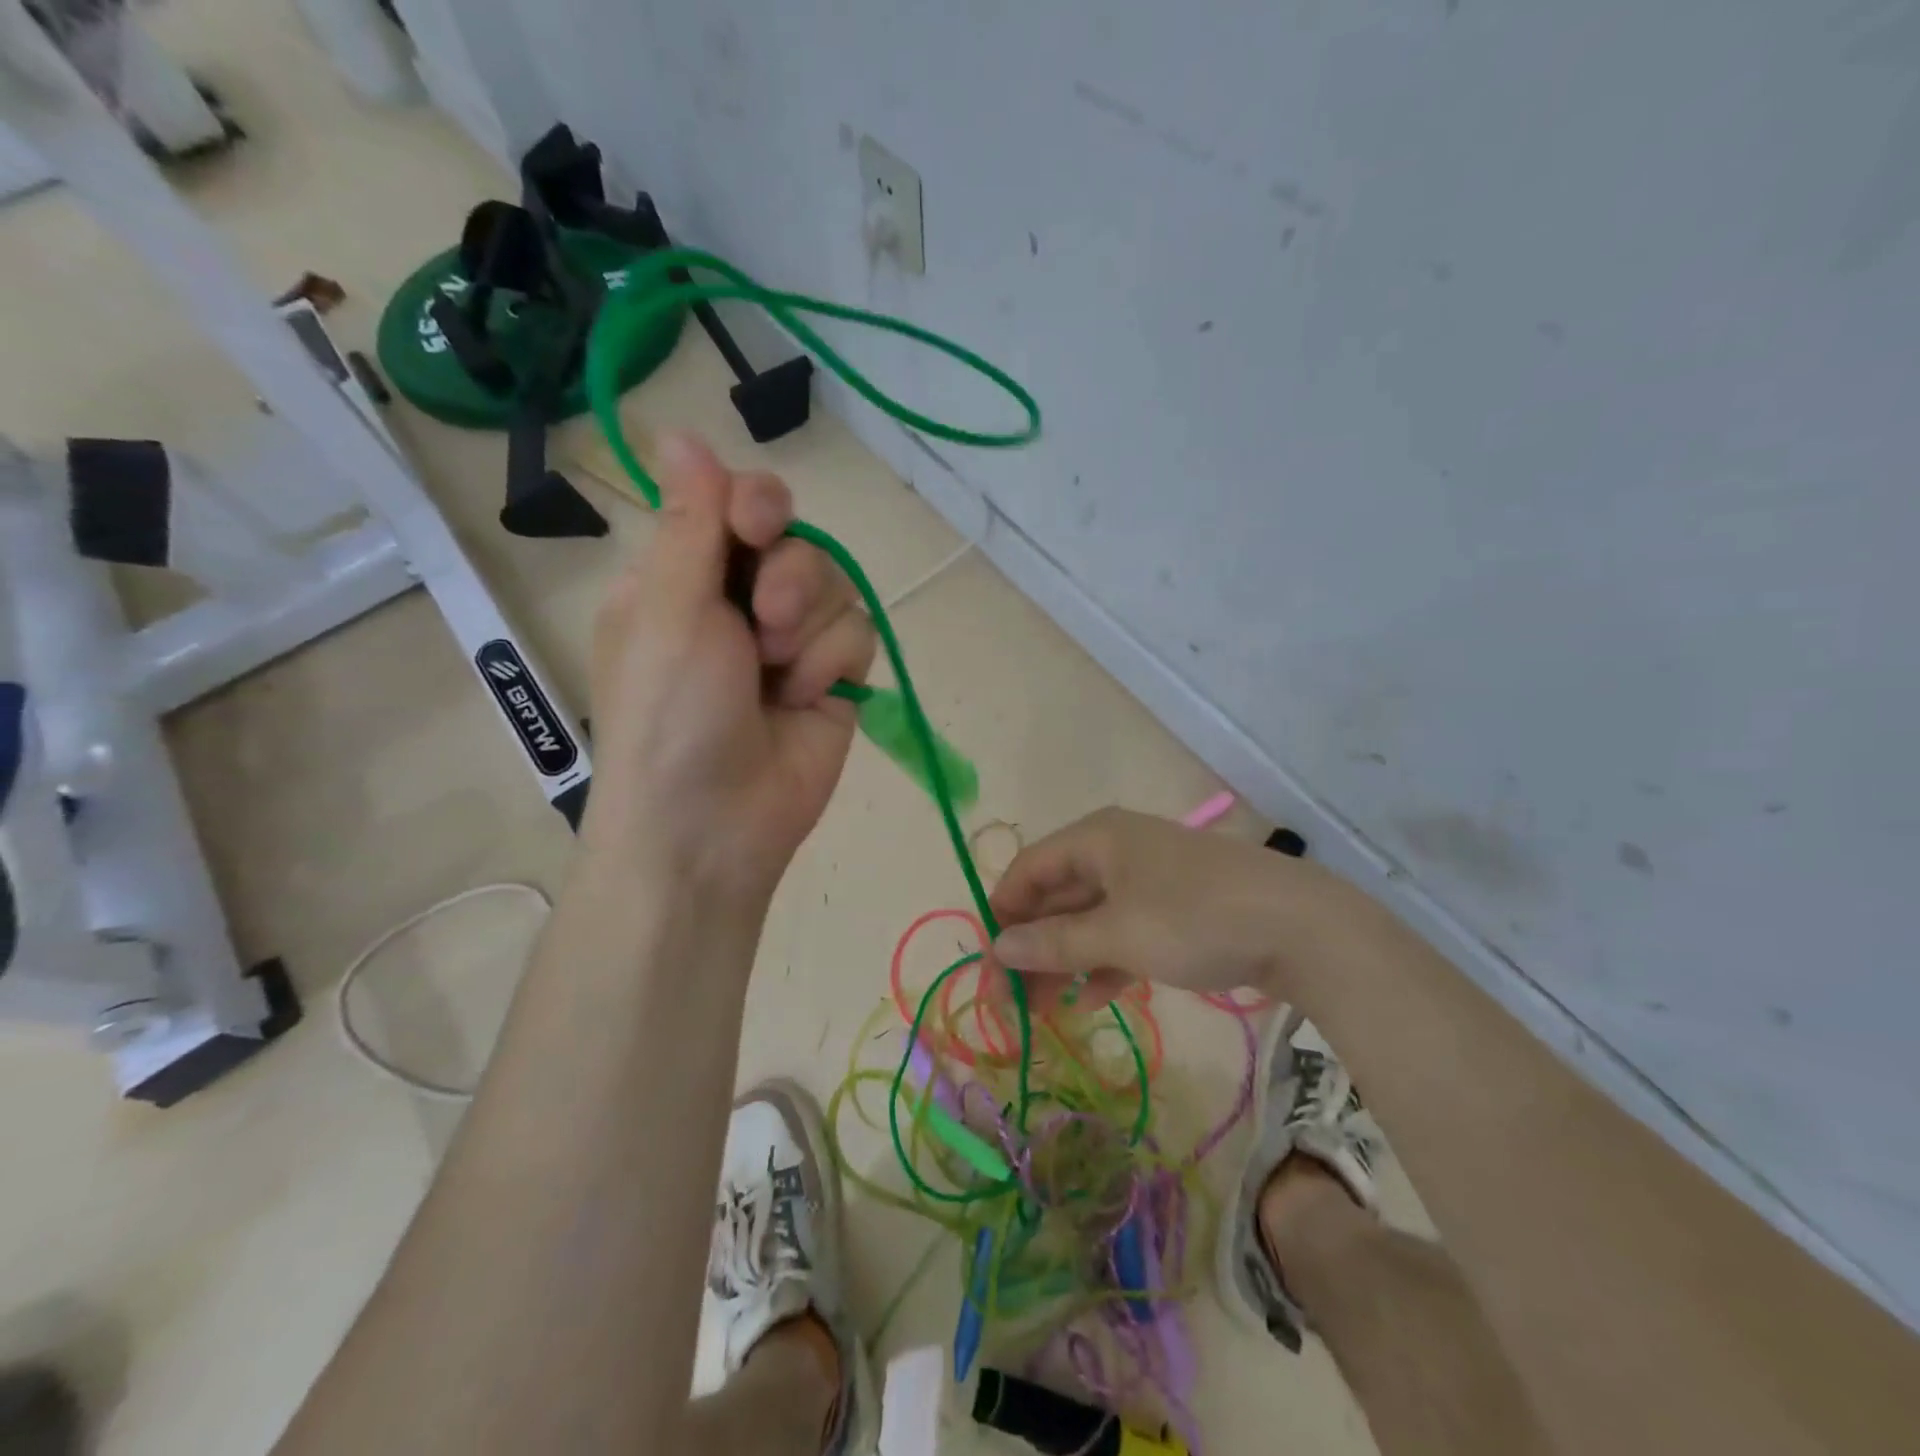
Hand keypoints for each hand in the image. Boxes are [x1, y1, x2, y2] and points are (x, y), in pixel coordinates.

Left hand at [581, 432, 875, 899]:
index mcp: (685, 578)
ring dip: (807, 626)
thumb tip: (677, 431)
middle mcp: (739, 603)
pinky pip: (857, 634)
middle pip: (798, 539)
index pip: (738, 504)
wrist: (711, 827)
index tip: (755, 527)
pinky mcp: (832, 680)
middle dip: (788, 576)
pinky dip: (830, 664)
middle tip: (762, 622)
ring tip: (777, 673)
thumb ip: (690, 522)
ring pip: (834, 585)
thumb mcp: (669, 609)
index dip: (758, 505)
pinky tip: (803, 700)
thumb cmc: (669, 712)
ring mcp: (790, 644)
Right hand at [986, 807, 1316, 1011]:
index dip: (1002, 914)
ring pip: (1089, 917)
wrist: (1303, 928)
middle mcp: (1116, 849)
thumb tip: (997, 947)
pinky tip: (1093, 998)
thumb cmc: (1195, 919)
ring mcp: (1148, 878)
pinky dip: (1103, 960)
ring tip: (1044, 1009)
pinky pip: (1122, 929)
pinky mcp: (1175, 906)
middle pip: (1056, 895)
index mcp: (1096, 838)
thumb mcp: (1117, 935)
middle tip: (1012, 1000)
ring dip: (1064, 959)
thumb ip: (1053, 942)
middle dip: (1032, 945)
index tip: (988, 965)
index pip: (1028, 870)